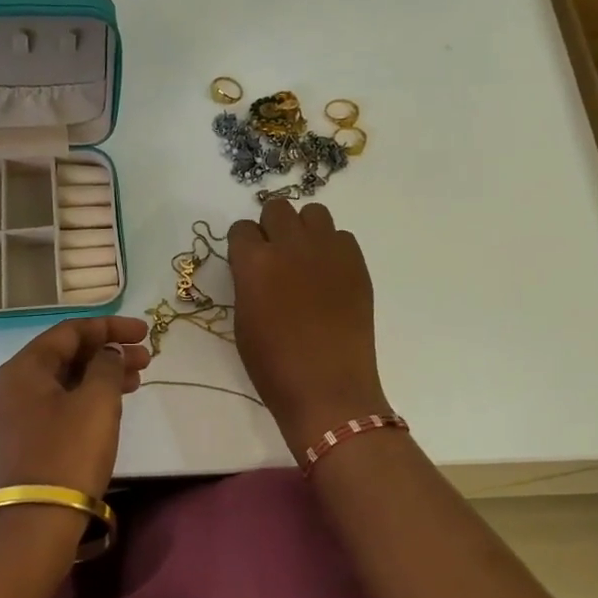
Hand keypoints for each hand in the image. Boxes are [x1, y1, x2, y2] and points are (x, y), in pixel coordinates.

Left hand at [0, 317, 150, 500]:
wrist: (36, 524)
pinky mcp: (24, 440)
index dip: (109, 327)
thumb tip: (107, 354)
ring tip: (137, 380)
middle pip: (66, 355)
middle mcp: (13, 386)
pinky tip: (113, 405)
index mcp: (24, 368)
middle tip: (146, 358)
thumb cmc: (69, 453)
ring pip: (64, 381)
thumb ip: (106, 366)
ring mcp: (16, 415)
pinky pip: (59, 404)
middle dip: (107, 351)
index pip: (69, 331)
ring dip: (101, 375)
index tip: (143, 332)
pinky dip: (87, 397)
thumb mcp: (96, 402)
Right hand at [229, 200, 387, 456]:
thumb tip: (256, 268)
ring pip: (313, 213)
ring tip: (305, 259)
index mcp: (254, 262)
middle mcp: (290, 245)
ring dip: (304, 229)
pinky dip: (333, 248)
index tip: (247, 262)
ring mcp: (327, 251)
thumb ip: (248, 282)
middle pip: (277, 208)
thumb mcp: (243, 320)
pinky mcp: (356, 263)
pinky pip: (342, 236)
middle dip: (272, 227)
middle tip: (276, 256)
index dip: (243, 245)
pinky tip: (329, 276)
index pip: (241, 228)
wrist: (327, 388)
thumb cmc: (273, 365)